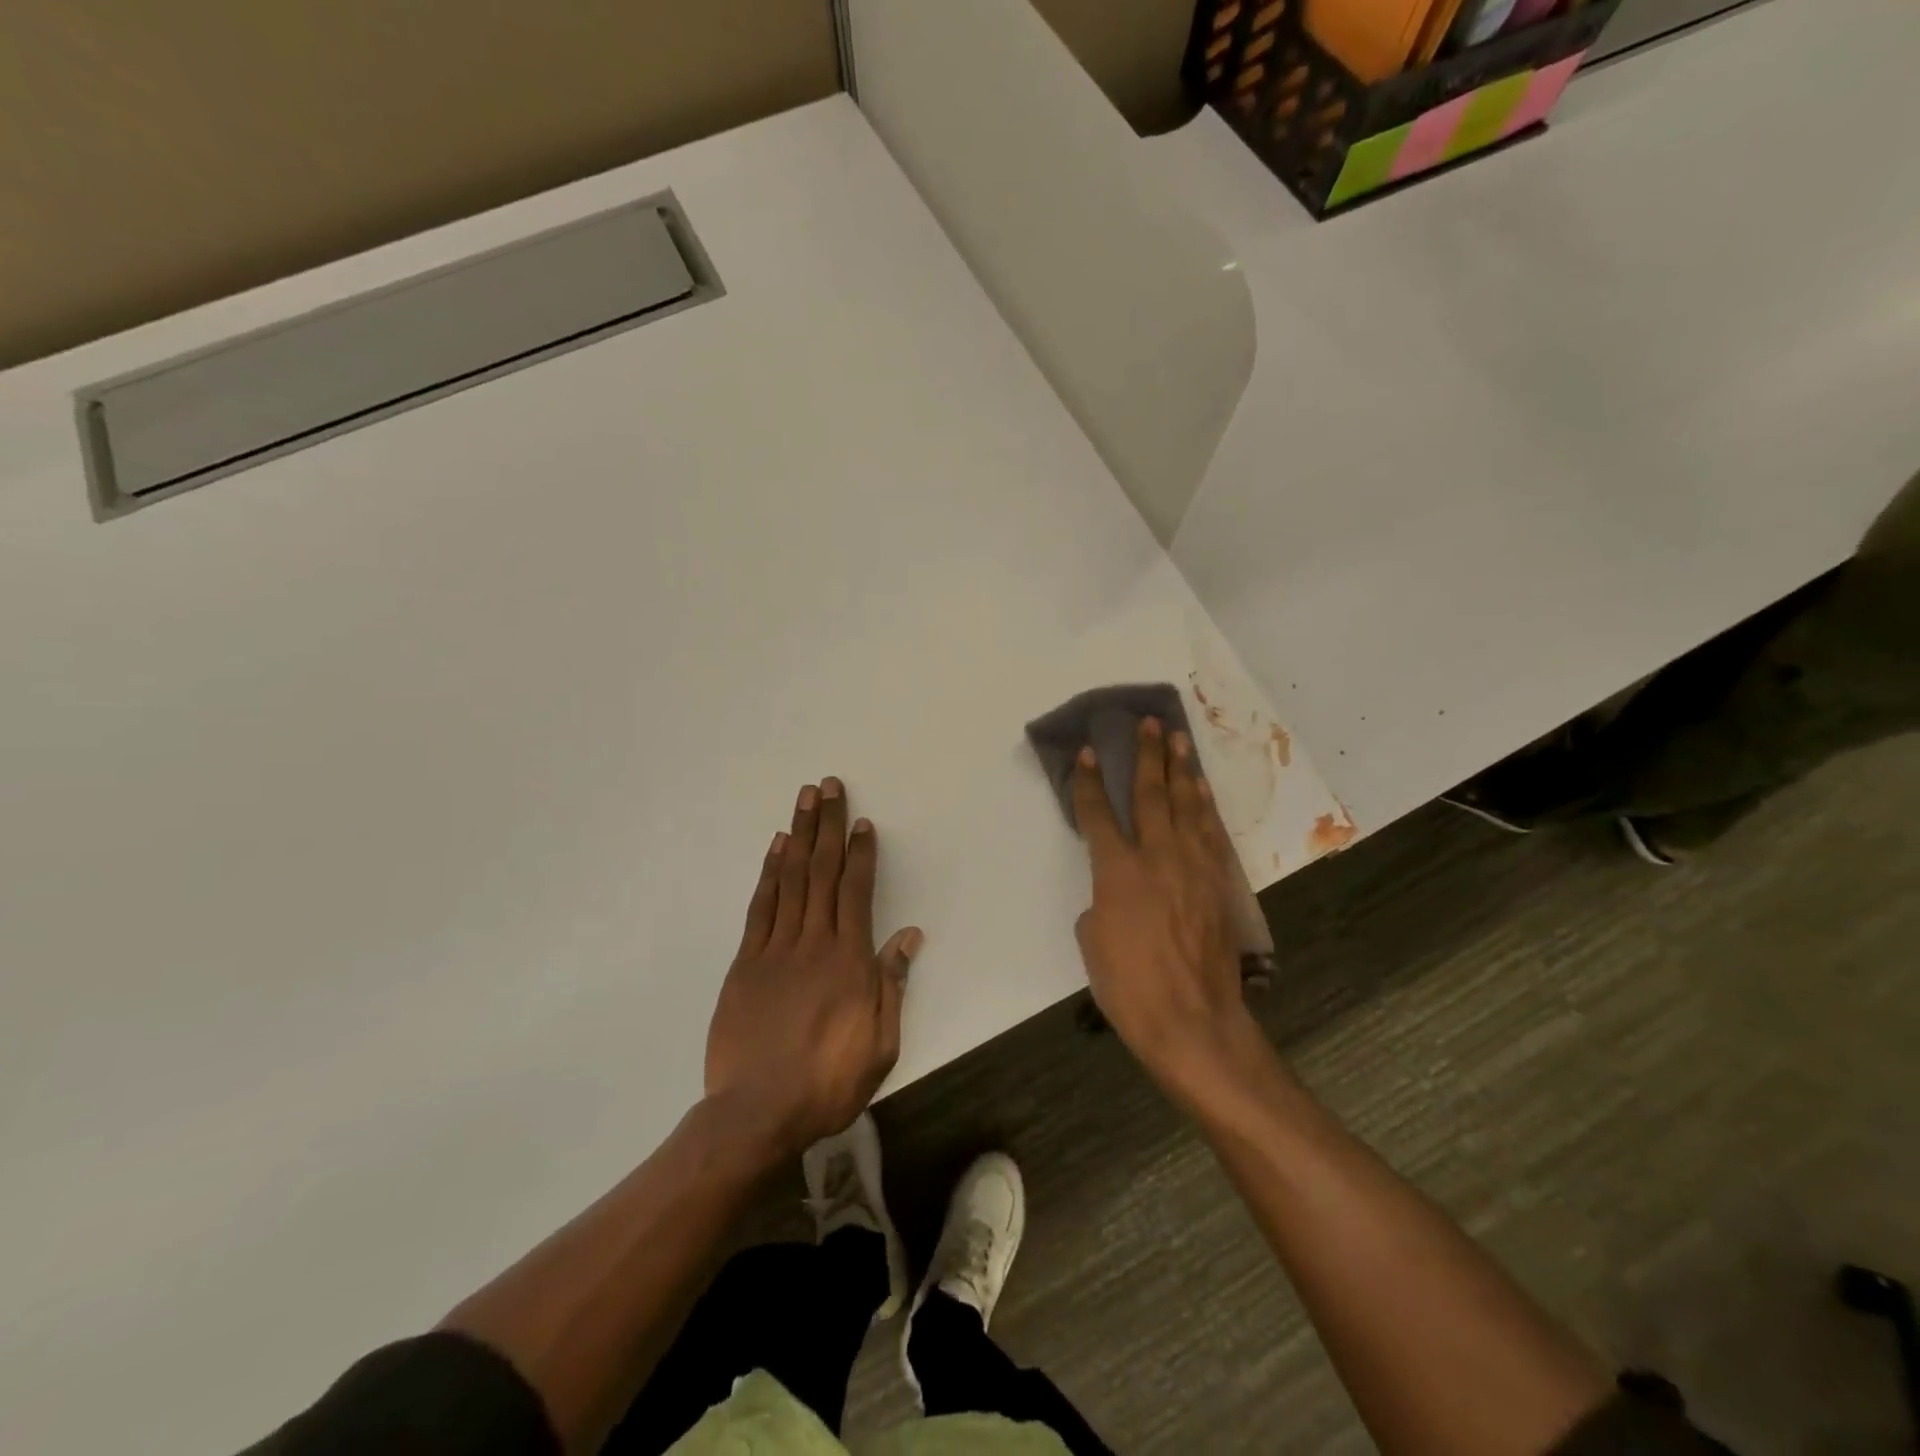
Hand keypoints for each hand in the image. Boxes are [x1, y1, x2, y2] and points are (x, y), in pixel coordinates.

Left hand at [705, 778, 922, 1158]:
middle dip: (828, 826)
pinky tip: (776, 847)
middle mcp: (813, 943)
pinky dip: (769, 872)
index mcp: (849, 961)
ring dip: (800, 835)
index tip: (862, 822)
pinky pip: (761, 907)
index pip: (856, 892)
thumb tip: (907, 936)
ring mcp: (775, 949)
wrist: (757, 1114)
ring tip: (805, 799)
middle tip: (829, 786)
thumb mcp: (880, 1045)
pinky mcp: (746, 963)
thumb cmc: (828, 1083)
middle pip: (822, 872)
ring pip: (790, 879)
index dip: (860, 853)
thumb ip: (892, 985)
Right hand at [1072, 720, 1257, 1089]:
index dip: (1088, 782)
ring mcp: (1194, 867)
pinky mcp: (1218, 883)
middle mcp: (1157, 858)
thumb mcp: (1093, 942)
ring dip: (1181, 770)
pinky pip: (1211, 832)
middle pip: (1150, 795)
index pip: (1098, 815)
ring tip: (1178, 740)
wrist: (1193, 1021)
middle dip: (1146, 756)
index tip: (1086, 752)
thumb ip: (1099, 902)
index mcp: (1118, 872)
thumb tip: (1113, 891)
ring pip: (1187, 806)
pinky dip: (1205, 806)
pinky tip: (1201, 790)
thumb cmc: (1130, 987)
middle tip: (1149, 723)